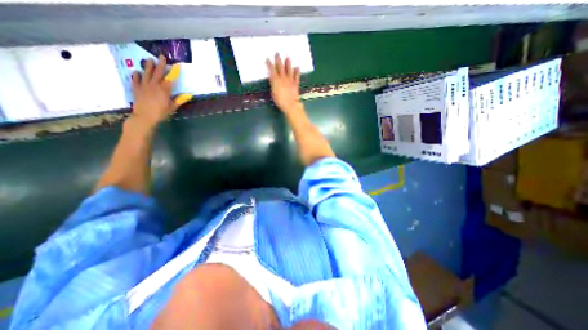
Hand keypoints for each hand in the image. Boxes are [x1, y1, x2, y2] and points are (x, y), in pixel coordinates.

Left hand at [129, 56, 192, 127]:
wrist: (144, 117)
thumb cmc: (161, 113)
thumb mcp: (172, 107)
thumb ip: (179, 100)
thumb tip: (189, 95)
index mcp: (164, 90)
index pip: (170, 78)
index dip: (174, 72)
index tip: (177, 65)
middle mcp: (154, 85)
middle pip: (158, 73)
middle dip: (161, 64)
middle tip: (162, 56)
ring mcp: (143, 86)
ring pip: (146, 73)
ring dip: (148, 66)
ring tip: (149, 60)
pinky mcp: (136, 89)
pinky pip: (135, 80)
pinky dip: (136, 75)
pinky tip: (137, 72)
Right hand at [268, 54, 302, 114]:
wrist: (290, 105)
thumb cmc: (280, 101)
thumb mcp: (273, 92)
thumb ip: (273, 84)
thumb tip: (273, 79)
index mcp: (276, 80)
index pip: (272, 69)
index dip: (269, 64)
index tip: (267, 59)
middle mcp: (283, 78)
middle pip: (280, 67)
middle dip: (278, 59)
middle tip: (277, 53)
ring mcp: (290, 80)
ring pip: (289, 69)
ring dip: (288, 63)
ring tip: (287, 57)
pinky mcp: (295, 83)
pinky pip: (296, 76)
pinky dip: (297, 71)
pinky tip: (297, 67)